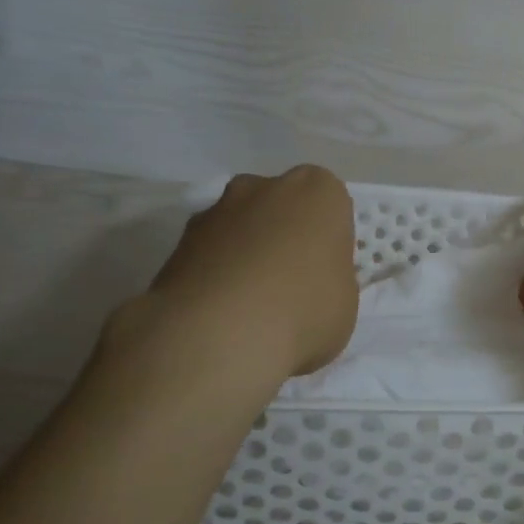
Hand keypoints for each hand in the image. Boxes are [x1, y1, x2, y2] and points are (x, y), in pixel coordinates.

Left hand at [122, 165, 358, 379]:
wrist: (218, 335)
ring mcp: (217, 210)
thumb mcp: (345, 302)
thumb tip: (311, 285)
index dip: (327, 239)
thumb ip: (330, 280)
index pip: (330, 205)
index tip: (325, 271)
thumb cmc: (304, 311)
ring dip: (244, 252)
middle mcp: (265, 187)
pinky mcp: (178, 241)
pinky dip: (214, 273)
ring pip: (240, 226)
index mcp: (318, 192)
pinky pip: (208, 252)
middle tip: (289, 283)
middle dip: (282, 234)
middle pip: (280, 207)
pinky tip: (219, 312)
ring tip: (247, 304)